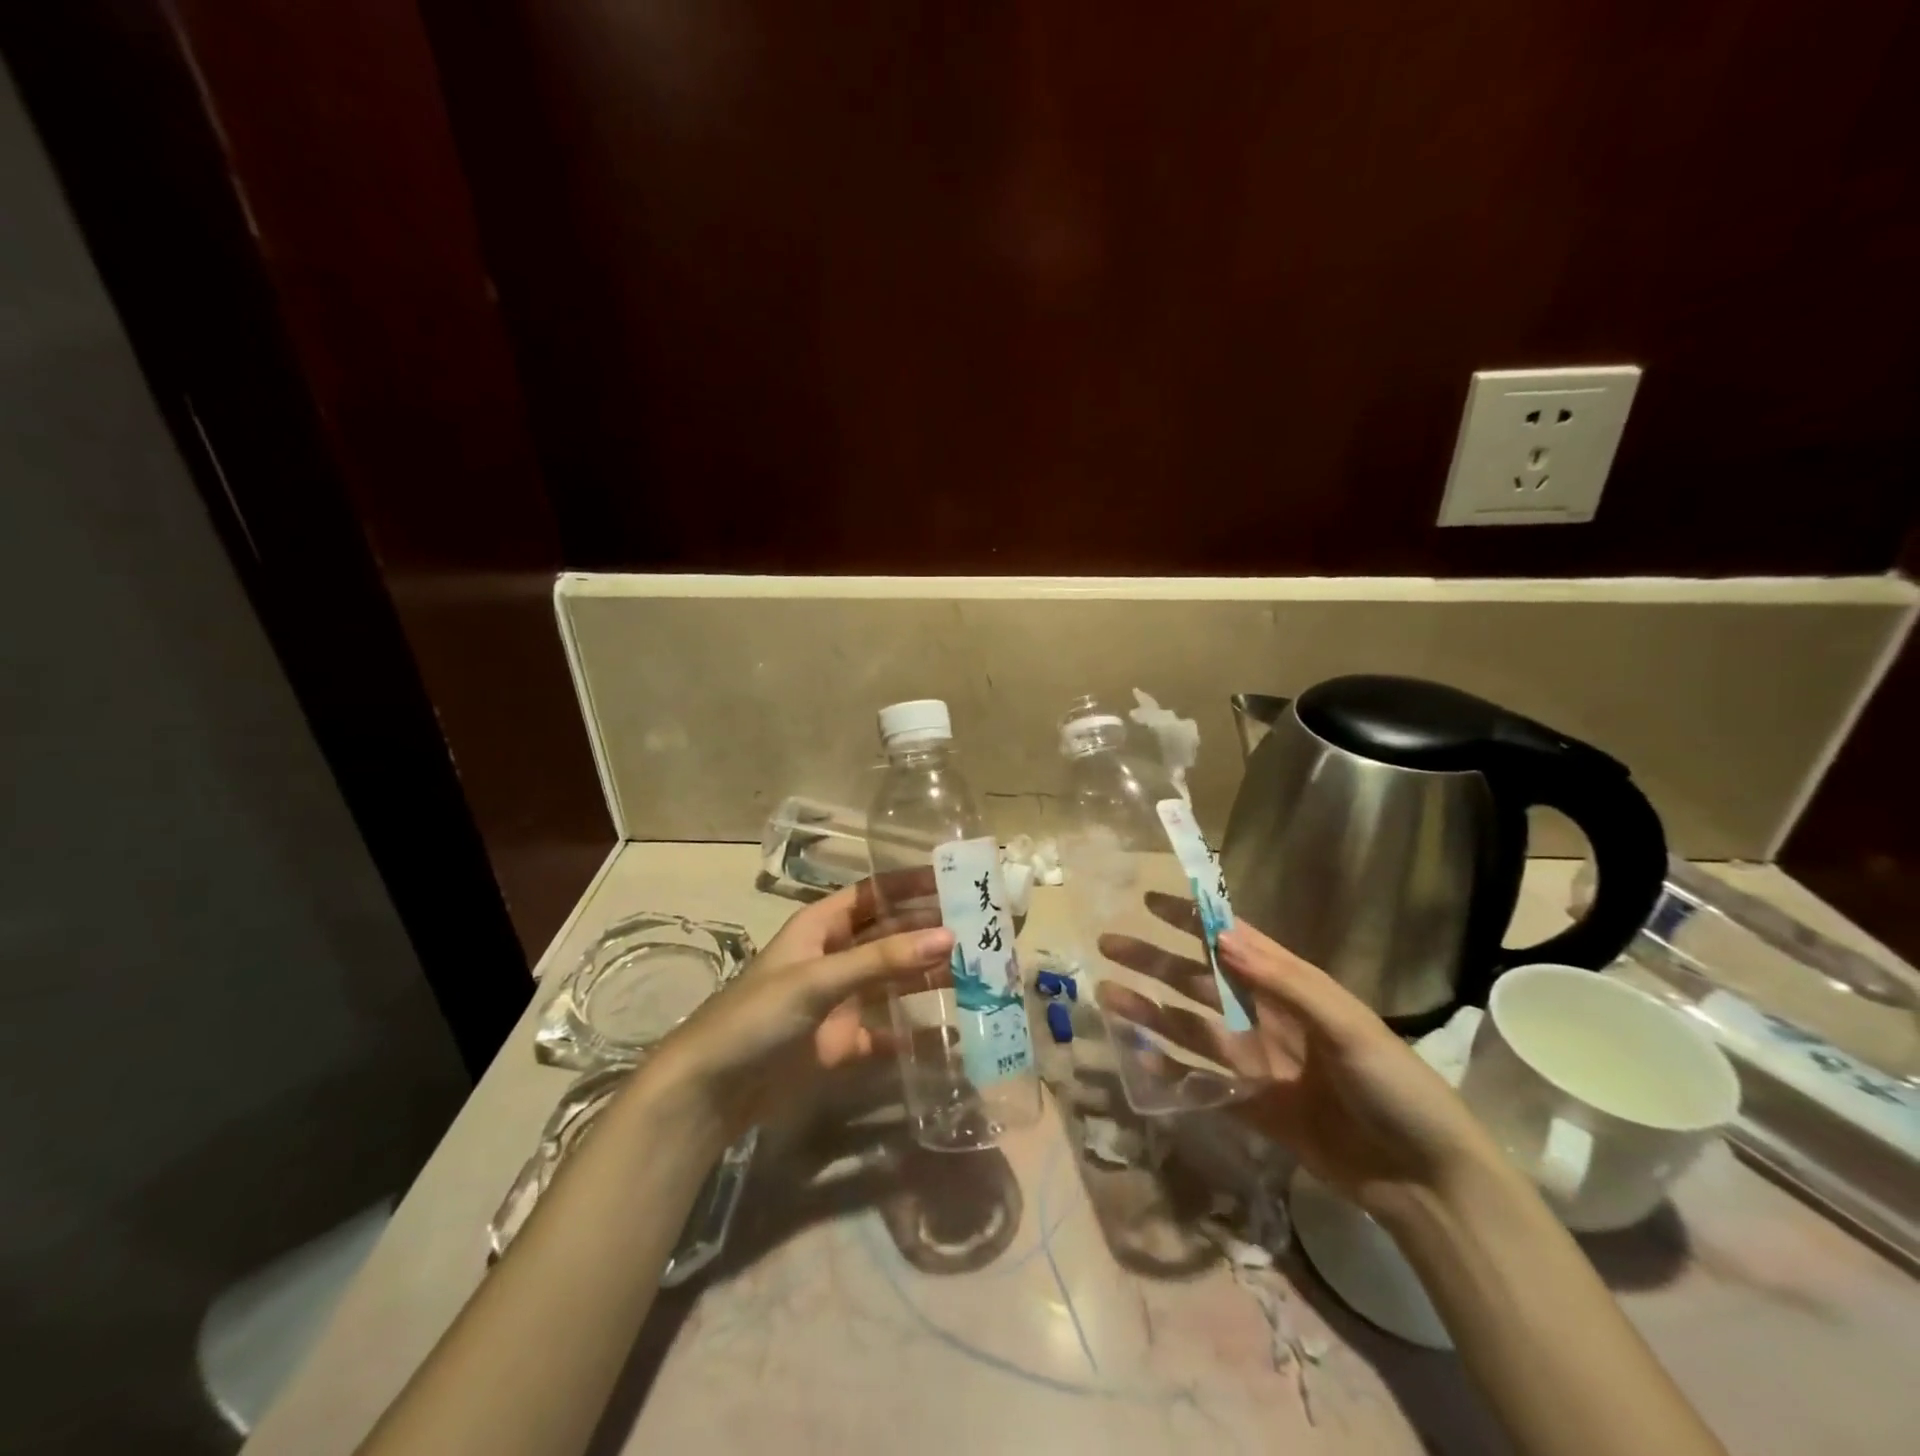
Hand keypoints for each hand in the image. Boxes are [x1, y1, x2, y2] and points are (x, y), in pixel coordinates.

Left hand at [643, 878, 952, 1138]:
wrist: (711, 1091)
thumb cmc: (757, 1016)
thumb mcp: (818, 980)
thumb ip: (883, 960)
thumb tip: (949, 936)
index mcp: (822, 926)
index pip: (875, 893)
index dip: (912, 884)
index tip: (956, 878)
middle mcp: (835, 956)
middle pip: (891, 934)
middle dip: (930, 929)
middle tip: (982, 928)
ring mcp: (840, 1000)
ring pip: (894, 979)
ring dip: (930, 975)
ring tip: (979, 971)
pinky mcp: (843, 1042)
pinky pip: (888, 1030)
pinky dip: (916, 1031)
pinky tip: (951, 1031)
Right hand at [1097, 896, 1497, 1217]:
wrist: (1425, 1180)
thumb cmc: (1395, 1086)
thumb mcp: (1347, 1025)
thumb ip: (1283, 981)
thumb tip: (1222, 937)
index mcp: (1290, 987)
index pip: (1232, 940)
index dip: (1192, 918)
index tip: (1151, 900)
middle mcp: (1265, 1017)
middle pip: (1198, 980)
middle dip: (1155, 961)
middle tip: (1109, 944)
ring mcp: (1255, 1062)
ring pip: (1189, 1027)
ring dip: (1149, 1010)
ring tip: (1106, 995)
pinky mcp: (1250, 1106)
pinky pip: (1198, 1081)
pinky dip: (1166, 1068)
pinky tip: (1134, 1056)